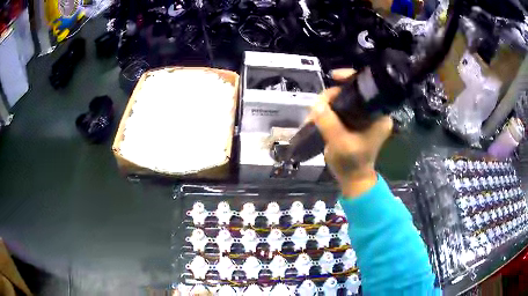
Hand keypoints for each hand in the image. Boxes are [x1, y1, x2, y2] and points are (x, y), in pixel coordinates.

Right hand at [310, 69, 392, 196]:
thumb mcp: (340, 143)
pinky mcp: (355, 121)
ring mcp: (363, 117)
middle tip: (316, 108)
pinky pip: (340, 107)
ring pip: (343, 99)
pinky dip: (328, 110)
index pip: (367, 88)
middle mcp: (373, 112)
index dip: (350, 78)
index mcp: (378, 116)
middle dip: (331, 96)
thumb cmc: (351, 163)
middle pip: (351, 91)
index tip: (334, 77)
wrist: (352, 178)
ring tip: (313, 117)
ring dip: (326, 104)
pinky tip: (318, 116)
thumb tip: (316, 104)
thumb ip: (329, 123)